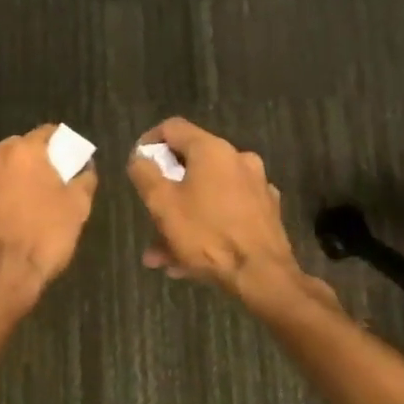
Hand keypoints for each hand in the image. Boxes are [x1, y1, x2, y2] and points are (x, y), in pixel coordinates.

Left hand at [0, 125, 99, 299]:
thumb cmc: (43, 237)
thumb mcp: (78, 208)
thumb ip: (84, 179)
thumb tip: (85, 167)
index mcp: (21, 151)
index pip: (46, 133)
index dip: (60, 144)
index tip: (69, 159)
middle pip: (16, 151)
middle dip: (31, 163)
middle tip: (46, 185)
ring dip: (7, 184)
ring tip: (21, 208)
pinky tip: (1, 225)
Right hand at [125, 118, 301, 296]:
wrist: (263, 275)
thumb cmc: (207, 234)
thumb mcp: (162, 204)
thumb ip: (145, 174)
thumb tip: (140, 157)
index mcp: (212, 149)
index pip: (173, 127)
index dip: (149, 142)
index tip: (137, 164)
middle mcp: (238, 159)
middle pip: (191, 164)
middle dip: (166, 191)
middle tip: (149, 215)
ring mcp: (256, 186)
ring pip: (207, 194)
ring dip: (183, 217)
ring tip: (162, 252)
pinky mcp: (266, 211)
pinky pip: (226, 211)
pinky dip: (206, 226)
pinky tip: (189, 260)